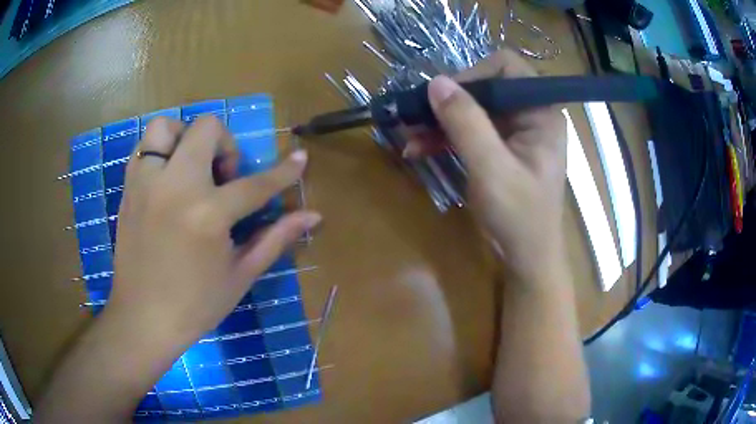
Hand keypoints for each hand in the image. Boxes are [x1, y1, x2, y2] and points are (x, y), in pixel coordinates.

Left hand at [109, 116, 320, 343]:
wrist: (143, 318)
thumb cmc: (196, 304)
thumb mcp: (241, 275)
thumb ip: (276, 238)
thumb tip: (313, 215)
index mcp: (208, 215)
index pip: (256, 183)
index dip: (283, 172)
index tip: (299, 158)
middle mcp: (175, 187)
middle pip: (207, 129)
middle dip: (225, 145)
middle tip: (223, 178)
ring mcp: (146, 183)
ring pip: (167, 126)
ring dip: (186, 139)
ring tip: (191, 169)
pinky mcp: (129, 188)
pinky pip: (144, 146)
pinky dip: (161, 152)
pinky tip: (168, 179)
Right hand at [409, 50, 567, 282]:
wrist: (526, 257)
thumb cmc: (519, 217)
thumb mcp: (491, 169)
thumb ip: (466, 123)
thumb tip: (436, 82)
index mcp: (541, 112)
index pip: (507, 67)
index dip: (474, 74)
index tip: (445, 98)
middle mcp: (531, 114)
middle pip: (486, 86)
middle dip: (449, 101)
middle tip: (415, 116)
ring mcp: (516, 131)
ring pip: (473, 108)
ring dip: (441, 120)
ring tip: (409, 135)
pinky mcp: (502, 147)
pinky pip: (471, 129)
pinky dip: (446, 136)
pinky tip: (419, 147)